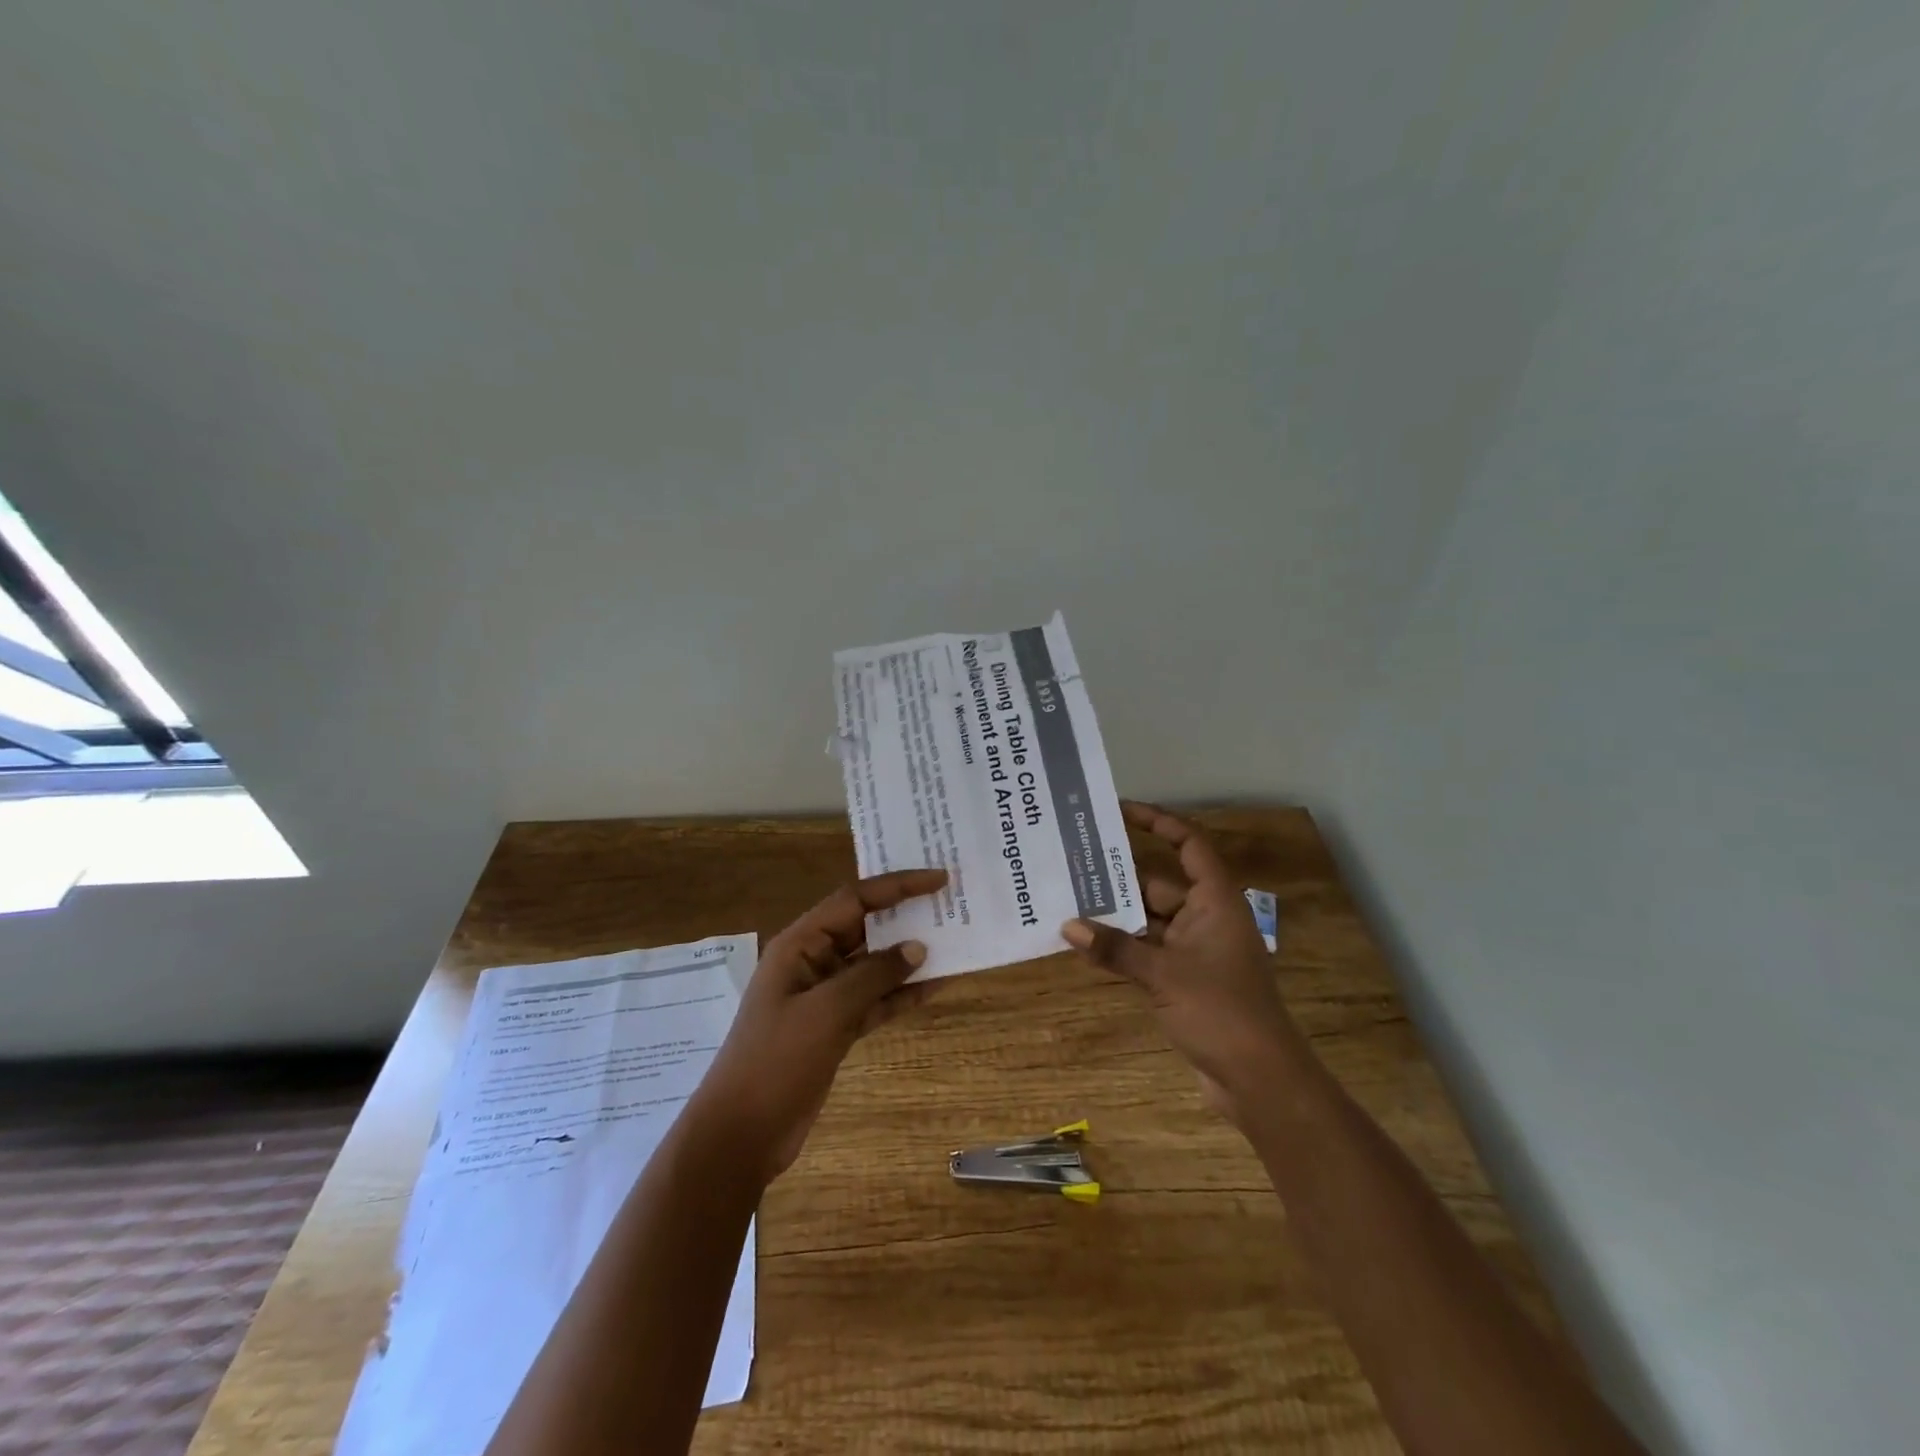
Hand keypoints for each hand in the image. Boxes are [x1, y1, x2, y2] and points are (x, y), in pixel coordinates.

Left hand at [691, 868, 948, 1182]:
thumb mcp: (826, 1012)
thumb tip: (918, 948)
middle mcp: (813, 961)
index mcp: (800, 944)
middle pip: (865, 927)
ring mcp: (825, 996)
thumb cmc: (776, 1060)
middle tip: (951, 905)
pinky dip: (903, 993)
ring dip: (910, 956)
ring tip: (955, 942)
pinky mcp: (836, 1027)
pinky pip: (876, 999)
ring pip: (875, 964)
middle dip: (906, 915)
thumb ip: (873, 975)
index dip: (897, 886)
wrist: (742, 1134)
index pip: (854, 899)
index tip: (938, 879)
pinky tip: (936, 987)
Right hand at [1062, 803, 1301, 1125]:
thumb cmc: (1221, 1011)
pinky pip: (1148, 950)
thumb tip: (1067, 926)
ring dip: (1116, 916)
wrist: (1259, 1080)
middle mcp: (1206, 919)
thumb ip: (1115, 948)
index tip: (1120, 810)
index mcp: (1215, 902)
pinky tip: (1087, 945)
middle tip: (1074, 863)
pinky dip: (1122, 947)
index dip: (1158, 822)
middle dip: (1119, 878)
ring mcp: (1195, 951)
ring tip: (1068, 901)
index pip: (1189, 845)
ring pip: (1149, 921)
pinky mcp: (1185, 980)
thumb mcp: (1163, 974)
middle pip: (1158, 884)